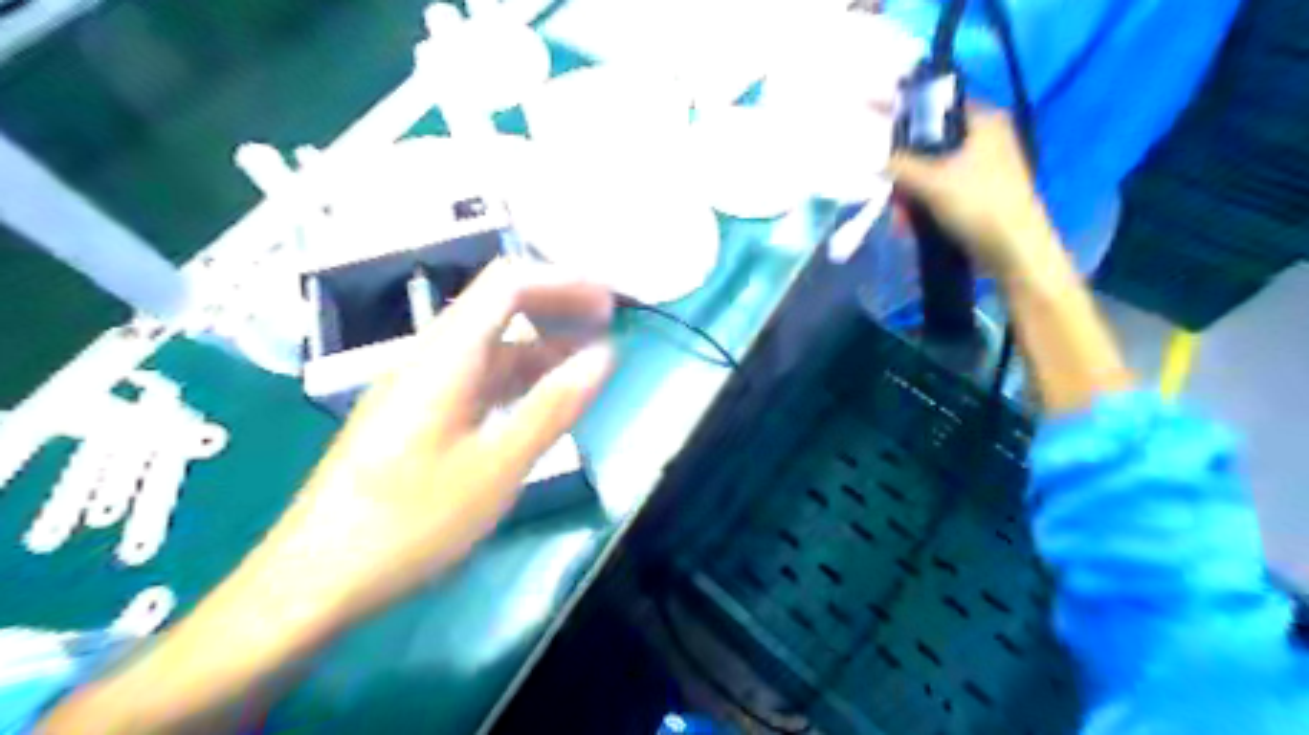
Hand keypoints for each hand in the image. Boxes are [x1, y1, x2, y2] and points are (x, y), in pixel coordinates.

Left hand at [264, 261, 620, 617]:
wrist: (313, 580)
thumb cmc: (409, 523)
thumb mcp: (495, 467)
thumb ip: (552, 407)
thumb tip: (604, 356)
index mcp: (445, 358)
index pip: (507, 286)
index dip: (563, 283)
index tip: (609, 303)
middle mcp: (428, 359)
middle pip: (497, 308)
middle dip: (556, 308)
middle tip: (607, 325)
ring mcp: (417, 388)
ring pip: (488, 347)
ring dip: (540, 347)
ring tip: (586, 365)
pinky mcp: (414, 416)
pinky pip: (475, 379)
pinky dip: (516, 379)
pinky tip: (538, 403)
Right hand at [890, 106, 1060, 279]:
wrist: (1014, 250)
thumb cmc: (978, 204)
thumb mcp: (932, 181)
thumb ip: (899, 165)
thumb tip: (873, 159)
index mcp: (983, 121)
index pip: (935, 104)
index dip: (903, 110)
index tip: (874, 115)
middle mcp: (986, 138)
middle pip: (930, 143)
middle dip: (904, 169)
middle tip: (889, 190)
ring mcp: (984, 168)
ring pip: (932, 171)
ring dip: (910, 194)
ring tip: (900, 219)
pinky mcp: (979, 195)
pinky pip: (941, 192)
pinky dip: (923, 205)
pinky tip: (910, 226)